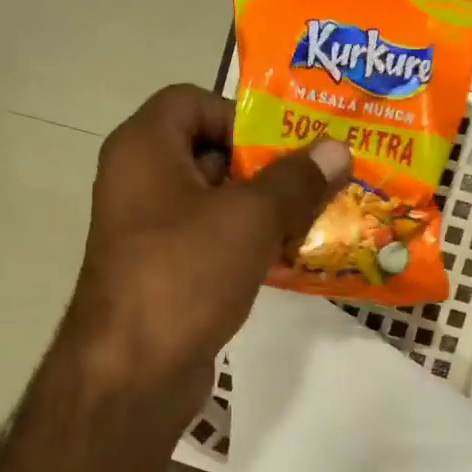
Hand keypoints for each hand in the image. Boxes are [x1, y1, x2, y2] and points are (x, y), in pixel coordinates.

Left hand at [63, 84, 349, 424]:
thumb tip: (337, 149)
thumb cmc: (185, 275)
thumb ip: (296, 180)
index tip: (286, 146)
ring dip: (264, 211)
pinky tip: (288, 262)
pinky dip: (248, 247)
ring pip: (215, 204)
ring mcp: (149, 234)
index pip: (192, 101)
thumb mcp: (249, 219)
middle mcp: (140, 183)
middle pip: (209, 153)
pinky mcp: (164, 275)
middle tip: (317, 184)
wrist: (133, 371)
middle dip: (266, 167)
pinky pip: (212, 245)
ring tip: (314, 222)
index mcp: (144, 149)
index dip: (241, 115)